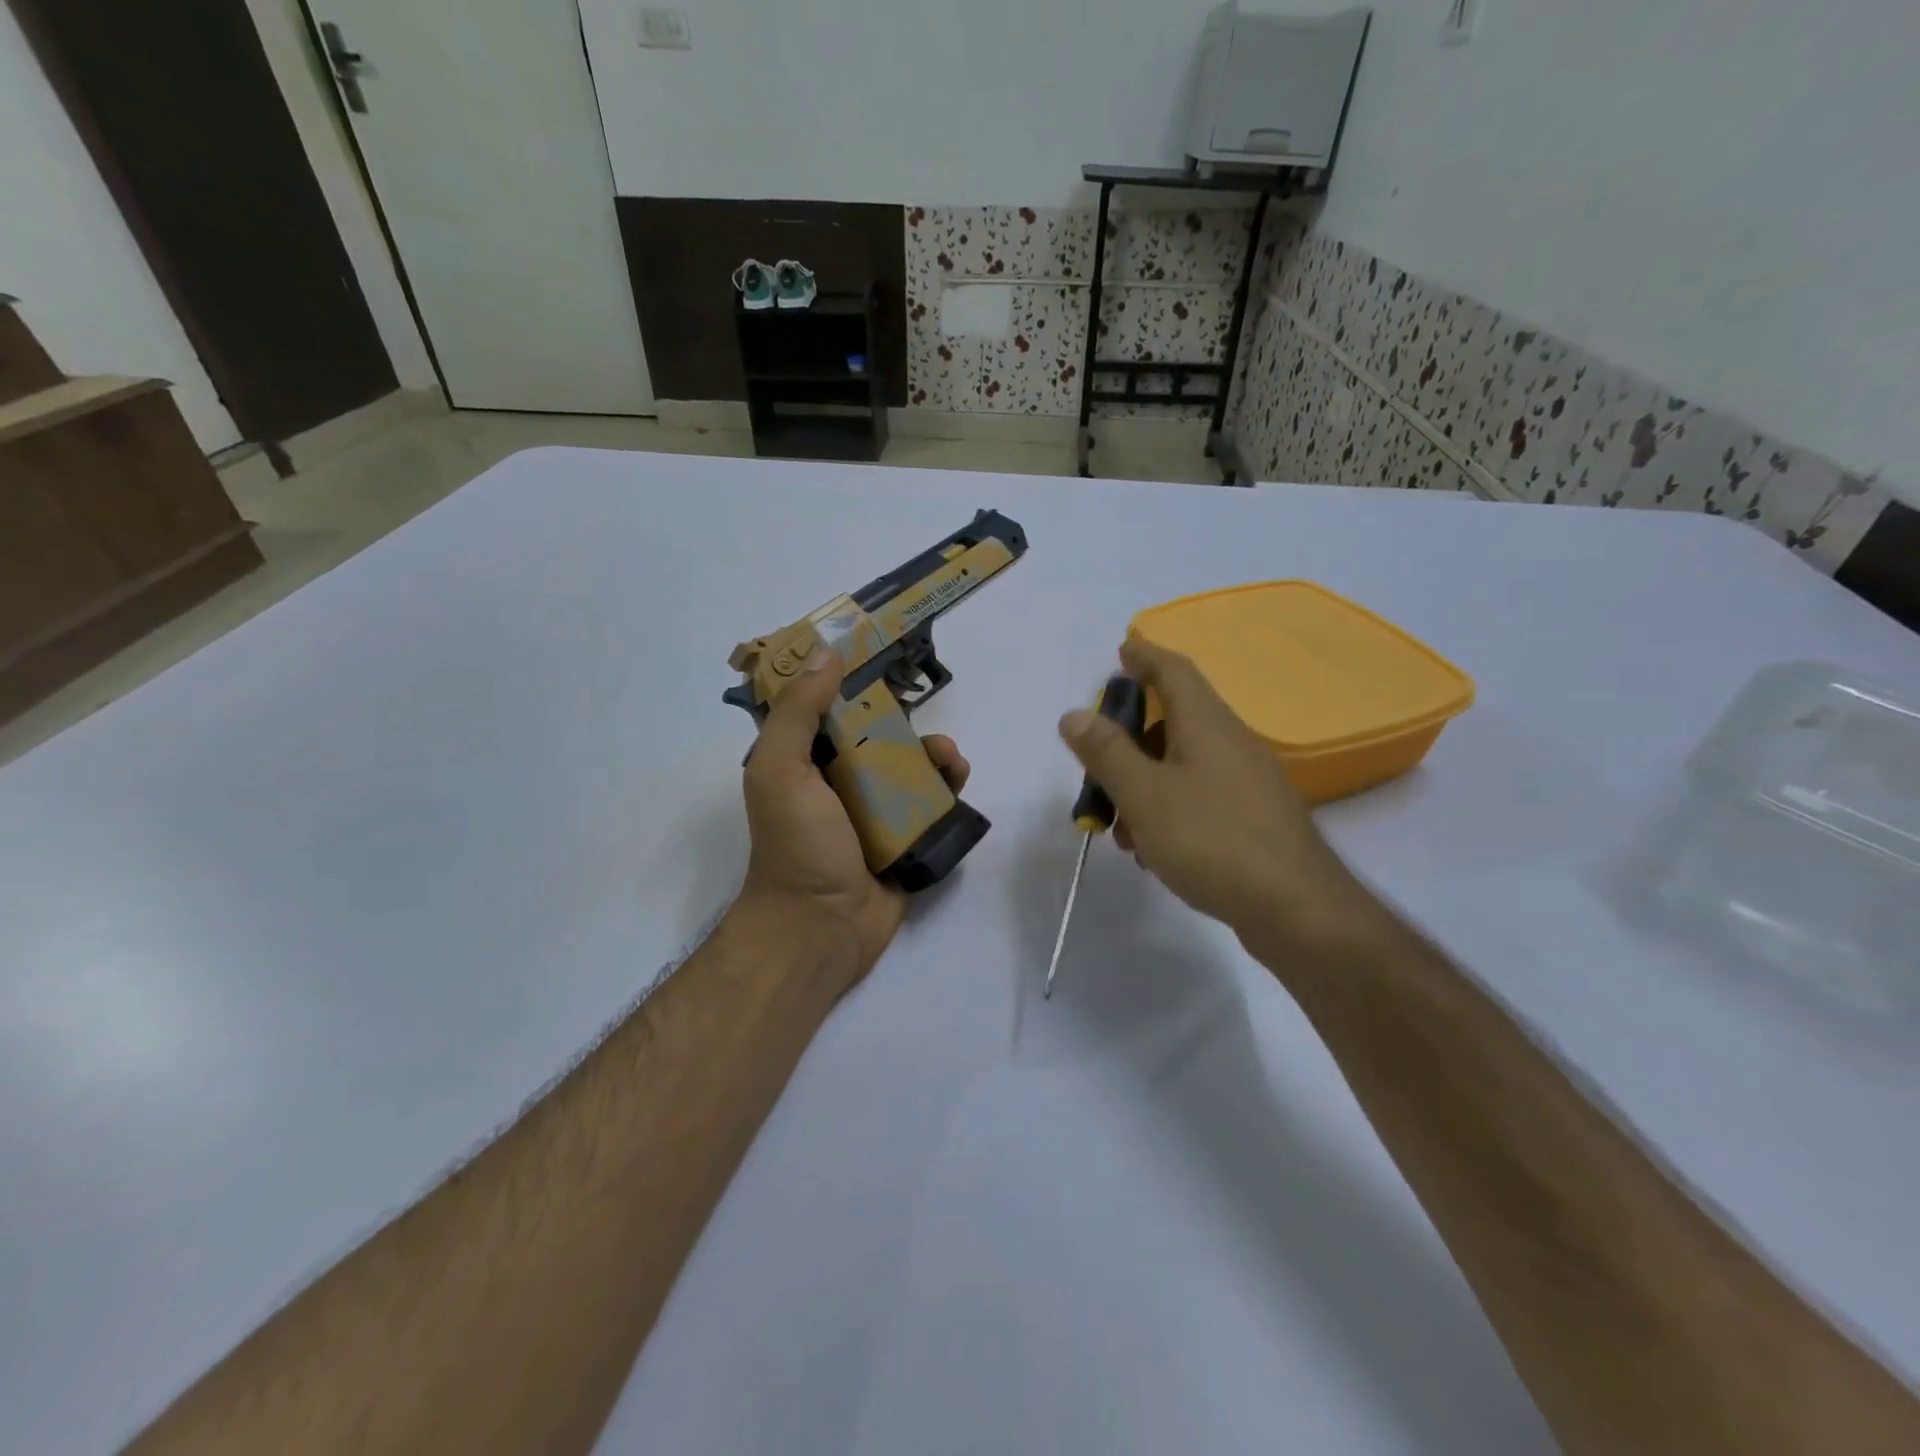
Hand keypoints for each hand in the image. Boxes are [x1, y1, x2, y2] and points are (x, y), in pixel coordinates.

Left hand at [738, 648, 969, 995]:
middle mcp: (838, 783)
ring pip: (911, 767)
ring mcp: (876, 812)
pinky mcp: (907, 837)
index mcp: (805, 764)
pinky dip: (948, 787)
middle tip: (925, 717)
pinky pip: (931, 803)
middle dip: (904, 720)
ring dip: (934, 753)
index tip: (883, 656)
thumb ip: (799, 713)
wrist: (822, 927)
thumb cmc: (797, 844)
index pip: (830, 711)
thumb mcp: (781, 770)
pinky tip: (958, 779)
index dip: (853, 683)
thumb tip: (827, 654)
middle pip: (878, 736)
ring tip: (949, 757)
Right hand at [1057, 638, 1378, 964]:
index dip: (1146, 656)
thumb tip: (1075, 714)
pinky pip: (1202, 798)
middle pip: (1174, 722)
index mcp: (1206, 724)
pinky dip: (1170, 810)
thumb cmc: (1211, 839)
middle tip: (1097, 766)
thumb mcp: (1144, 794)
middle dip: (1130, 740)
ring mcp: (1249, 783)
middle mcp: (1232, 743)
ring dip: (1146, 785)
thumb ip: (1107, 753)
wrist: (1295, 908)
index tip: (1122, 650)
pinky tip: (1154, 850)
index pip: (1174, 671)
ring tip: (1119, 827)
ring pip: (1184, 766)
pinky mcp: (1256, 819)